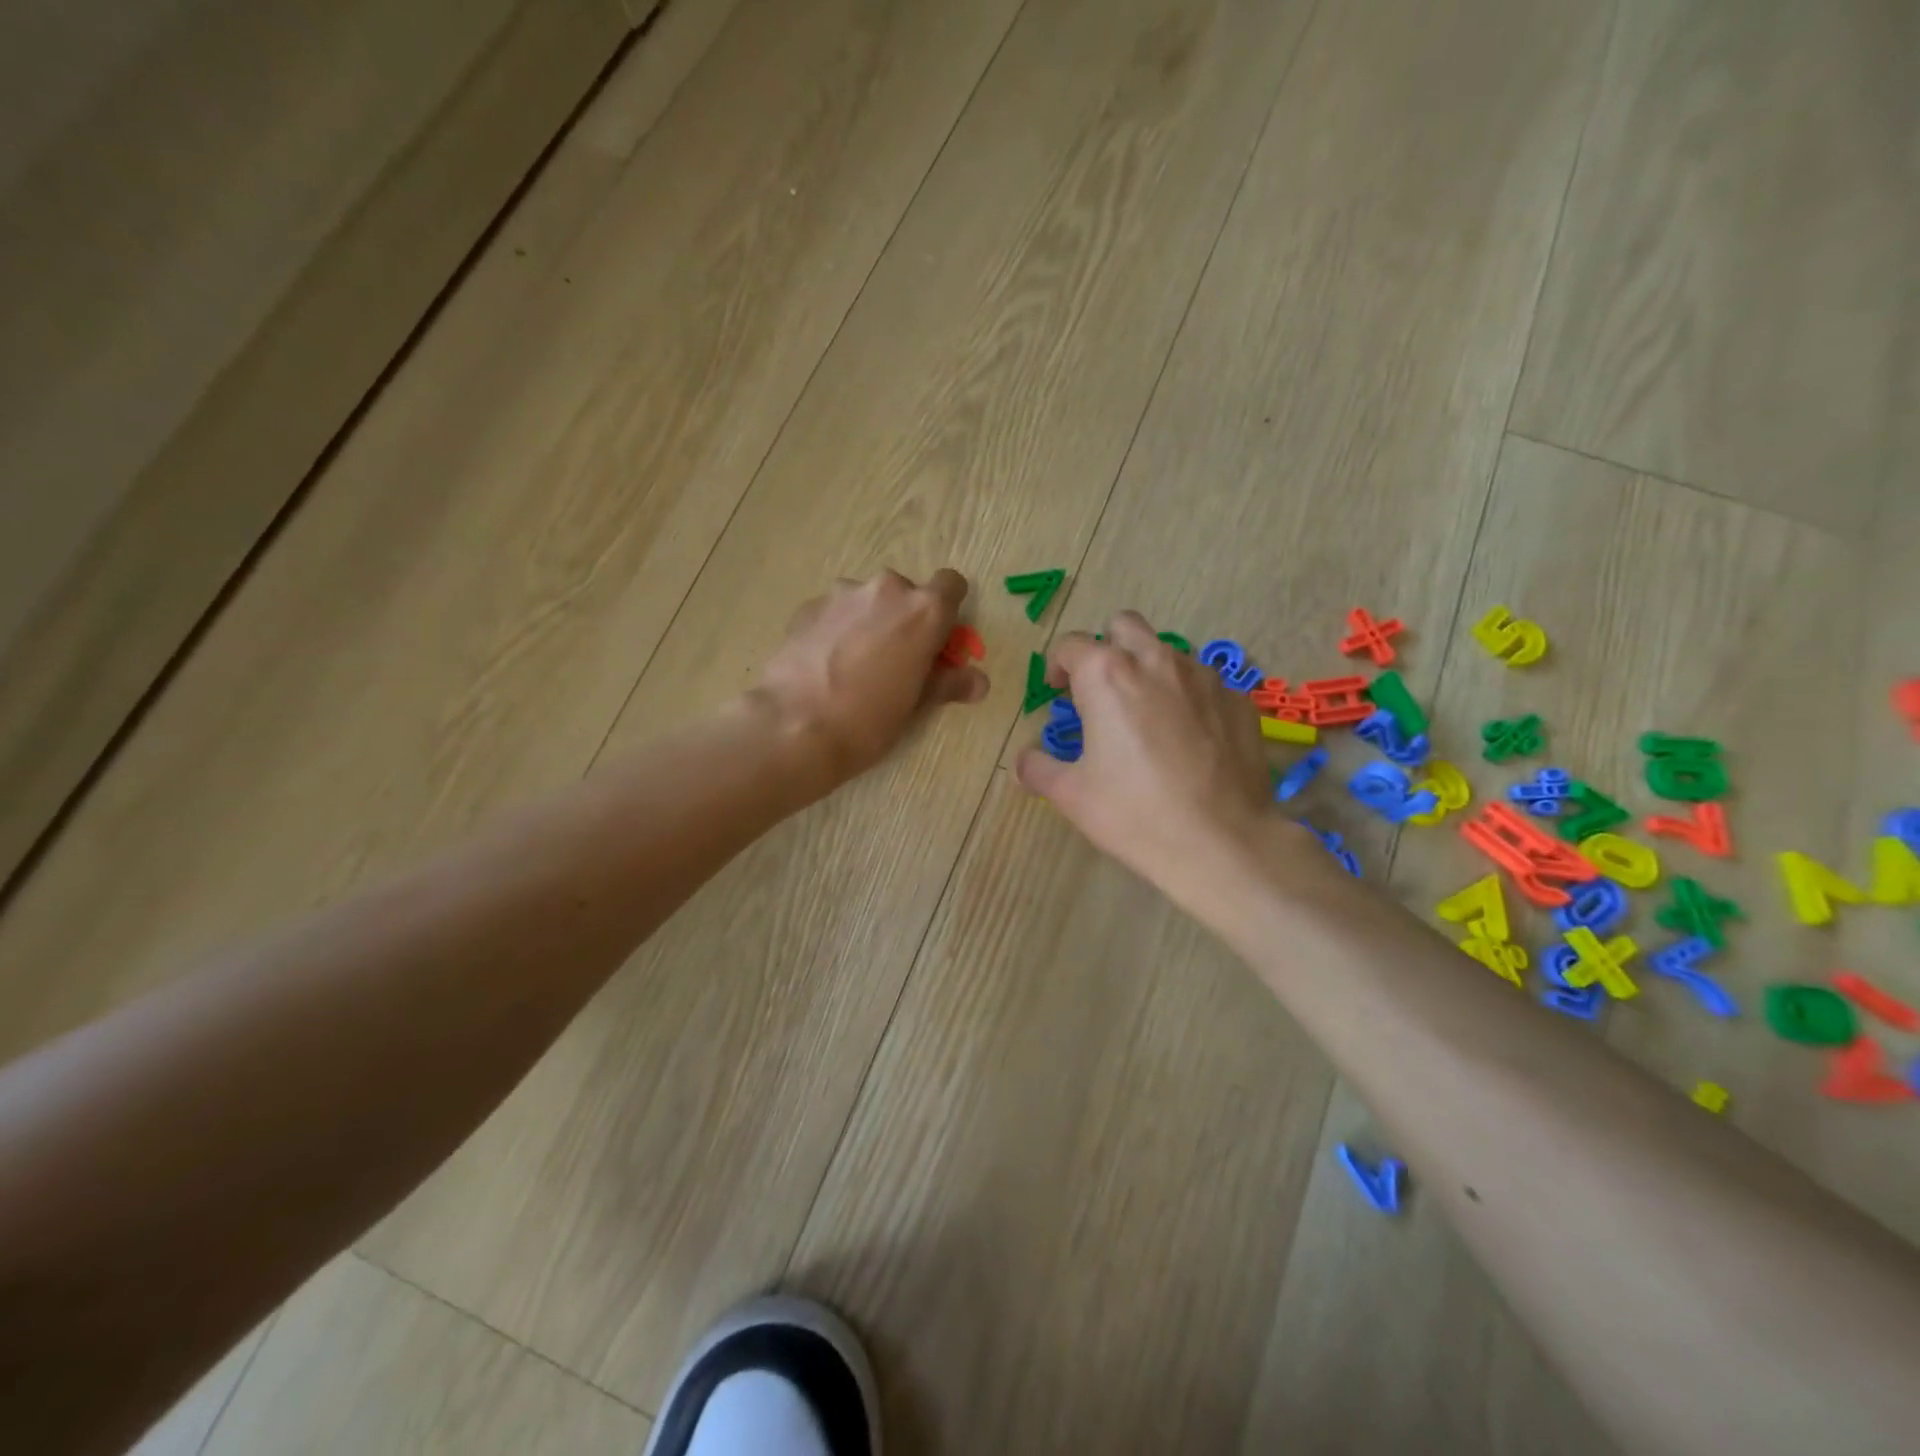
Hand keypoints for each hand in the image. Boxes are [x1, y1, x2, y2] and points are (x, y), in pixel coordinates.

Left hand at [753, 569, 987, 786]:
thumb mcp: (917, 706)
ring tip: (855, 665)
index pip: (952, 585)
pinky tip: (826, 665)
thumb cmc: (869, 720)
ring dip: (870, 622)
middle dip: (905, 620)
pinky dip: (838, 630)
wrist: (794, 726)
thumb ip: (949, 683)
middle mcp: (886, 589)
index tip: (938, 641)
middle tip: (896, 662)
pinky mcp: (808, 607)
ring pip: (868, 601)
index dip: (948, 611)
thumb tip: (978, 681)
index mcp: (924, 610)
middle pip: (907, 594)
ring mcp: (843, 595)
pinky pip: (836, 612)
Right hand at [1014, 612, 1290, 897]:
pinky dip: (1189, 698)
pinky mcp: (1239, 699)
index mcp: (1107, 675)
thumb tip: (1024, 762)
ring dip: (1149, 671)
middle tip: (1102, 690)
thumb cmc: (1134, 814)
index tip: (1057, 691)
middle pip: (1124, 626)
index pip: (1071, 644)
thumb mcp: (1071, 795)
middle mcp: (1156, 660)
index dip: (1057, 665)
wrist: (1221, 843)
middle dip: (1107, 648)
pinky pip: (1205, 683)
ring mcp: (1204, 676)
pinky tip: (1189, 739)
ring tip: (1147, 717)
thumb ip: (1038, 768)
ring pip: (1168, 652)